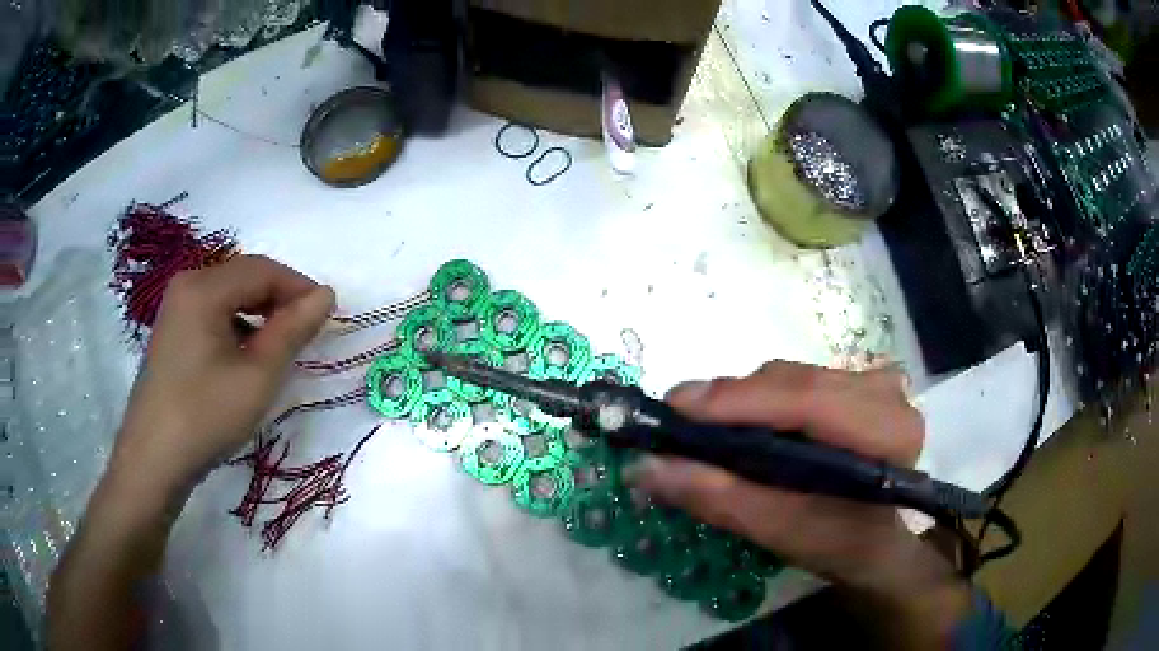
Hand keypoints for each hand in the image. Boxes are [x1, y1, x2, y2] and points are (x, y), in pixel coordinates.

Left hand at [111, 255, 334, 493]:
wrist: (154, 460)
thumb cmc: (206, 416)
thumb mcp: (257, 376)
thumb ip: (292, 330)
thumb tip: (325, 295)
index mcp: (203, 287)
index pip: (262, 269)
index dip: (299, 287)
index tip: (328, 314)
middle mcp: (186, 285)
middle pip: (243, 277)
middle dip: (279, 300)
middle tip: (307, 332)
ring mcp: (175, 309)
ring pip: (228, 296)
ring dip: (259, 314)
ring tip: (280, 347)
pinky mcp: (171, 332)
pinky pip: (212, 314)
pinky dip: (237, 327)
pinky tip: (246, 357)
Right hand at [627, 362, 970, 644]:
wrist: (876, 539)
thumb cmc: (839, 543)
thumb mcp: (781, 531)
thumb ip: (721, 498)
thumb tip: (646, 467)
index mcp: (888, 433)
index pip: (811, 403)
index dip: (741, 403)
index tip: (676, 408)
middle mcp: (886, 393)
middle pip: (796, 382)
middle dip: (732, 403)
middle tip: (675, 422)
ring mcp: (874, 380)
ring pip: (791, 376)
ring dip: (743, 402)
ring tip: (703, 428)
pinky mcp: (857, 379)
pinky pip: (796, 379)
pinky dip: (760, 400)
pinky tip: (741, 425)